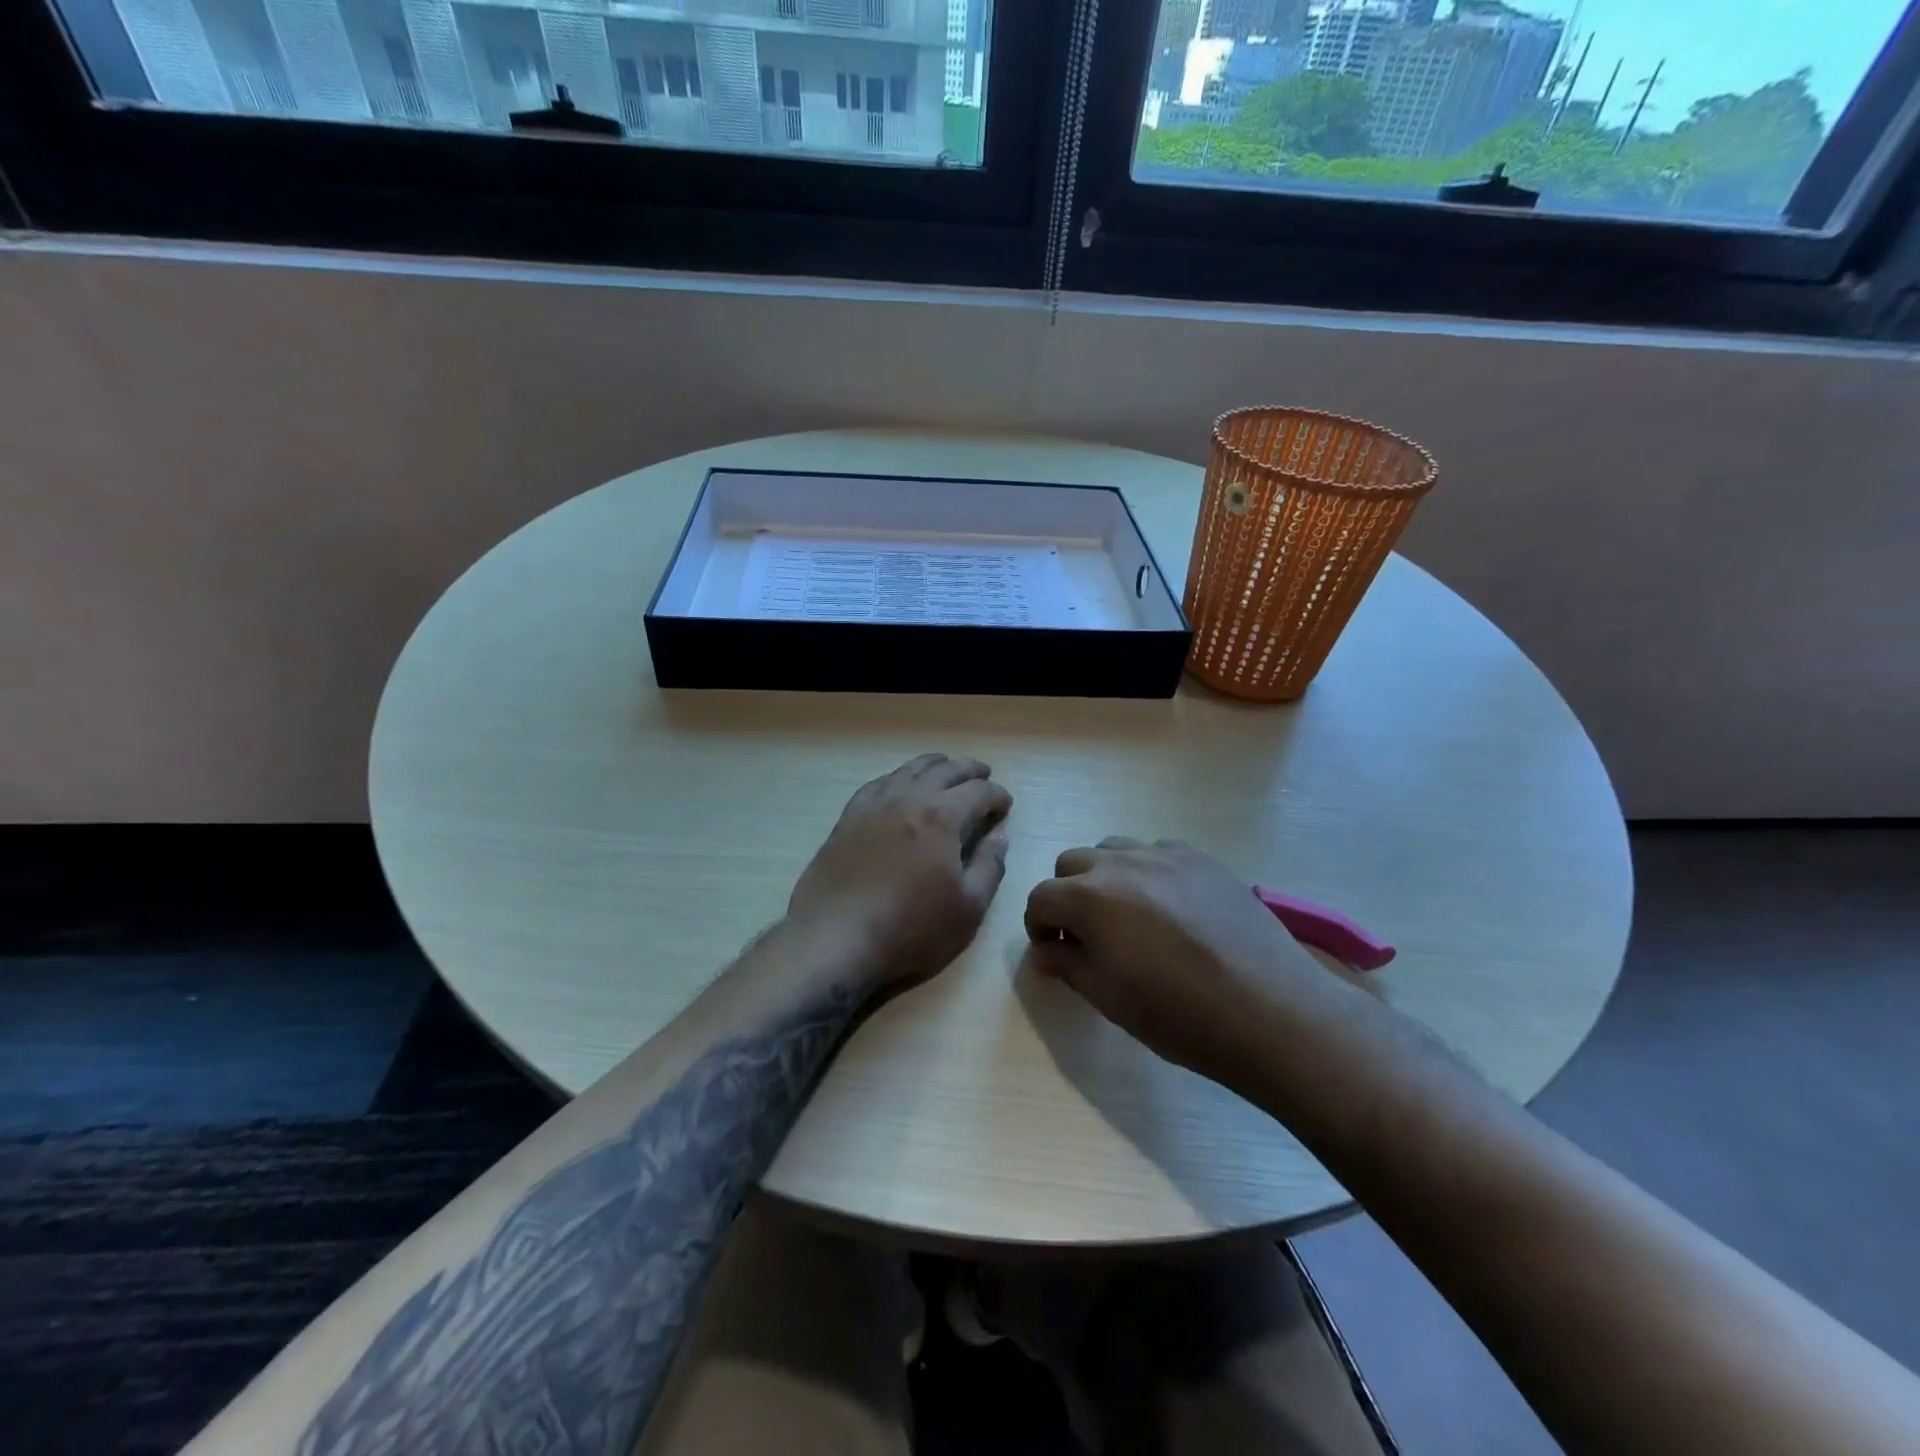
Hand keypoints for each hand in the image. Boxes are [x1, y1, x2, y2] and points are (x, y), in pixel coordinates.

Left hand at [787, 754, 1011, 991]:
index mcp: (942, 817)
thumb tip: (1000, 836)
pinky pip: (878, 783)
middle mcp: (909, 798)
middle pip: (945, 771)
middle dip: (970, 770)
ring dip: (934, 765)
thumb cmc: (910, 928)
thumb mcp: (968, 908)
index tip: (1005, 805)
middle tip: (984, 775)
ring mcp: (874, 805)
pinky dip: (898, 777)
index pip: (978, 792)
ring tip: (946, 767)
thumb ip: (990, 867)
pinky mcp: (848, 817)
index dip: (997, 795)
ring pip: (909, 770)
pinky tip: (899, 784)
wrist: (835, 937)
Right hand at [1024, 838, 1341, 1084]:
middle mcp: (1122, 864)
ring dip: (1105, 877)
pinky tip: (1169, 908)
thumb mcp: (1108, 997)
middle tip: (1086, 933)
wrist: (1269, 1010)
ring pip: (1114, 850)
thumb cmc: (1178, 1014)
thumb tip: (1043, 949)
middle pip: (1072, 863)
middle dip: (1067, 895)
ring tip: (1127, 915)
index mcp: (1090, 898)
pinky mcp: (1202, 859)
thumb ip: (1066, 964)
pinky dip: (1147, 872)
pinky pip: (1157, 852)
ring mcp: (1165, 855)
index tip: (1053, 949)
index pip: (1041, 896)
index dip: (1038, 924)